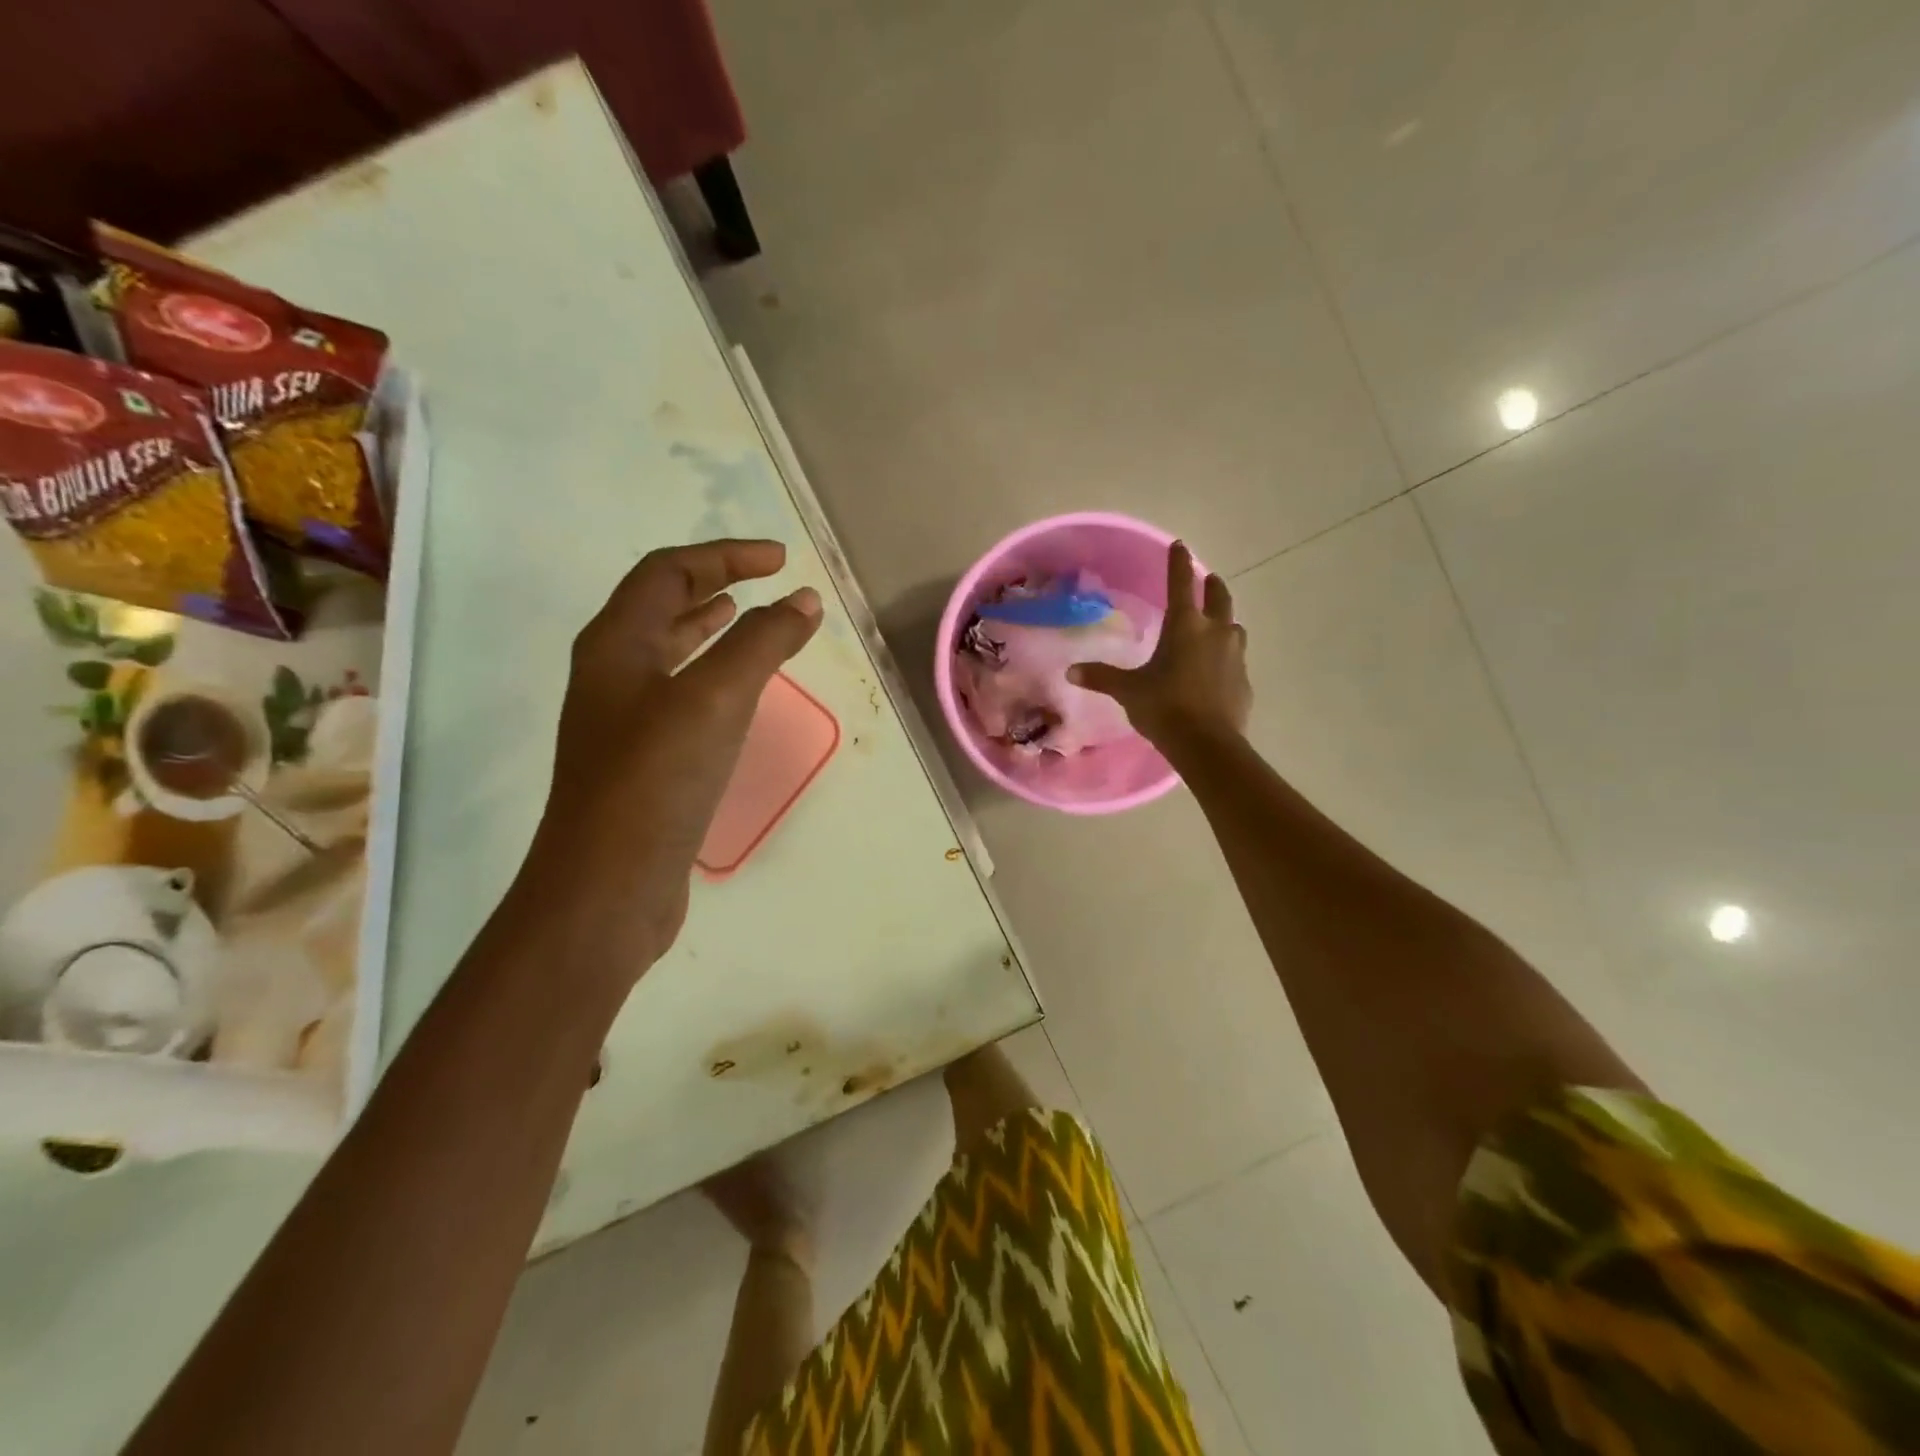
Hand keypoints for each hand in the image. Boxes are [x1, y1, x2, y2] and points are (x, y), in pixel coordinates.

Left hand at [519, 539, 822, 979]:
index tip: (781, 560)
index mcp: (617, 644)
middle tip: (766, 580)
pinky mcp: (642, 760)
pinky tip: (737, 695)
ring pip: (668, 652)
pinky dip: (712, 676)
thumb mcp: (716, 698)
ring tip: (748, 619)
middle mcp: (611, 673)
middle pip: (660, 605)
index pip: (668, 572)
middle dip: (714, 583)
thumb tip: (803, 600)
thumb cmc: (656, 780)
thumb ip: (762, 643)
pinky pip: (680, 695)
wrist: (608, 886)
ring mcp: (622, 720)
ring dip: (708, 627)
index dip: (724, 556)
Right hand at [1067, 540, 1249, 749]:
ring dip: (1224, 620)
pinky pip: (1235, 658)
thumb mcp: (1129, 690)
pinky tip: (1216, 669)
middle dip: (1211, 585)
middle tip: (1207, 579)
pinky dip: (1226, 656)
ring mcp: (1235, 655)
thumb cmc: (1165, 707)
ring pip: (1234, 627)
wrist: (1207, 744)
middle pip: (1219, 597)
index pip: (1180, 583)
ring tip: (1215, 625)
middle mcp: (1215, 632)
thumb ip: (1102, 677)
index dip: (1178, 563)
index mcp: (1185, 626)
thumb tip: (1071, 671)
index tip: (1179, 545)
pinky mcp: (1244, 680)